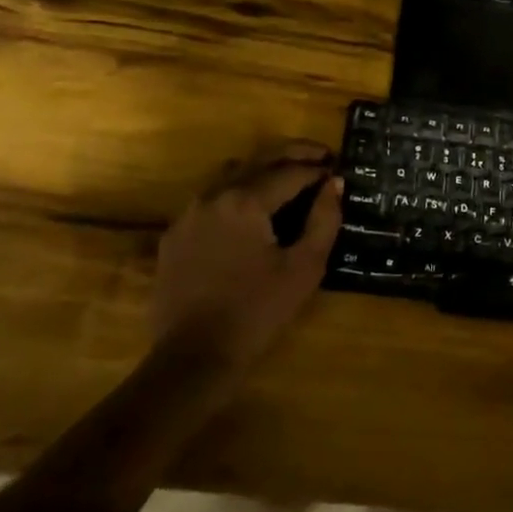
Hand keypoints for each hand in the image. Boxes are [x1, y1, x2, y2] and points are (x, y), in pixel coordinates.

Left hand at [152, 142, 342, 367]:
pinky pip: (211, 199)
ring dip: (263, 169)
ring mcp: (189, 214)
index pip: (290, 171)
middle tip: (320, 154)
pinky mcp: (175, 235)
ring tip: (289, 178)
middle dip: (292, 154)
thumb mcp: (304, 267)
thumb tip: (334, 184)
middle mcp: (213, 196)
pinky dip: (237, 193)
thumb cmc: (257, 311)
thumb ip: (324, 220)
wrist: (194, 357)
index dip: (317, 168)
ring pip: (231, 174)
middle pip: (258, 160)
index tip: (337, 168)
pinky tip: (252, 211)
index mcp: (245, 201)